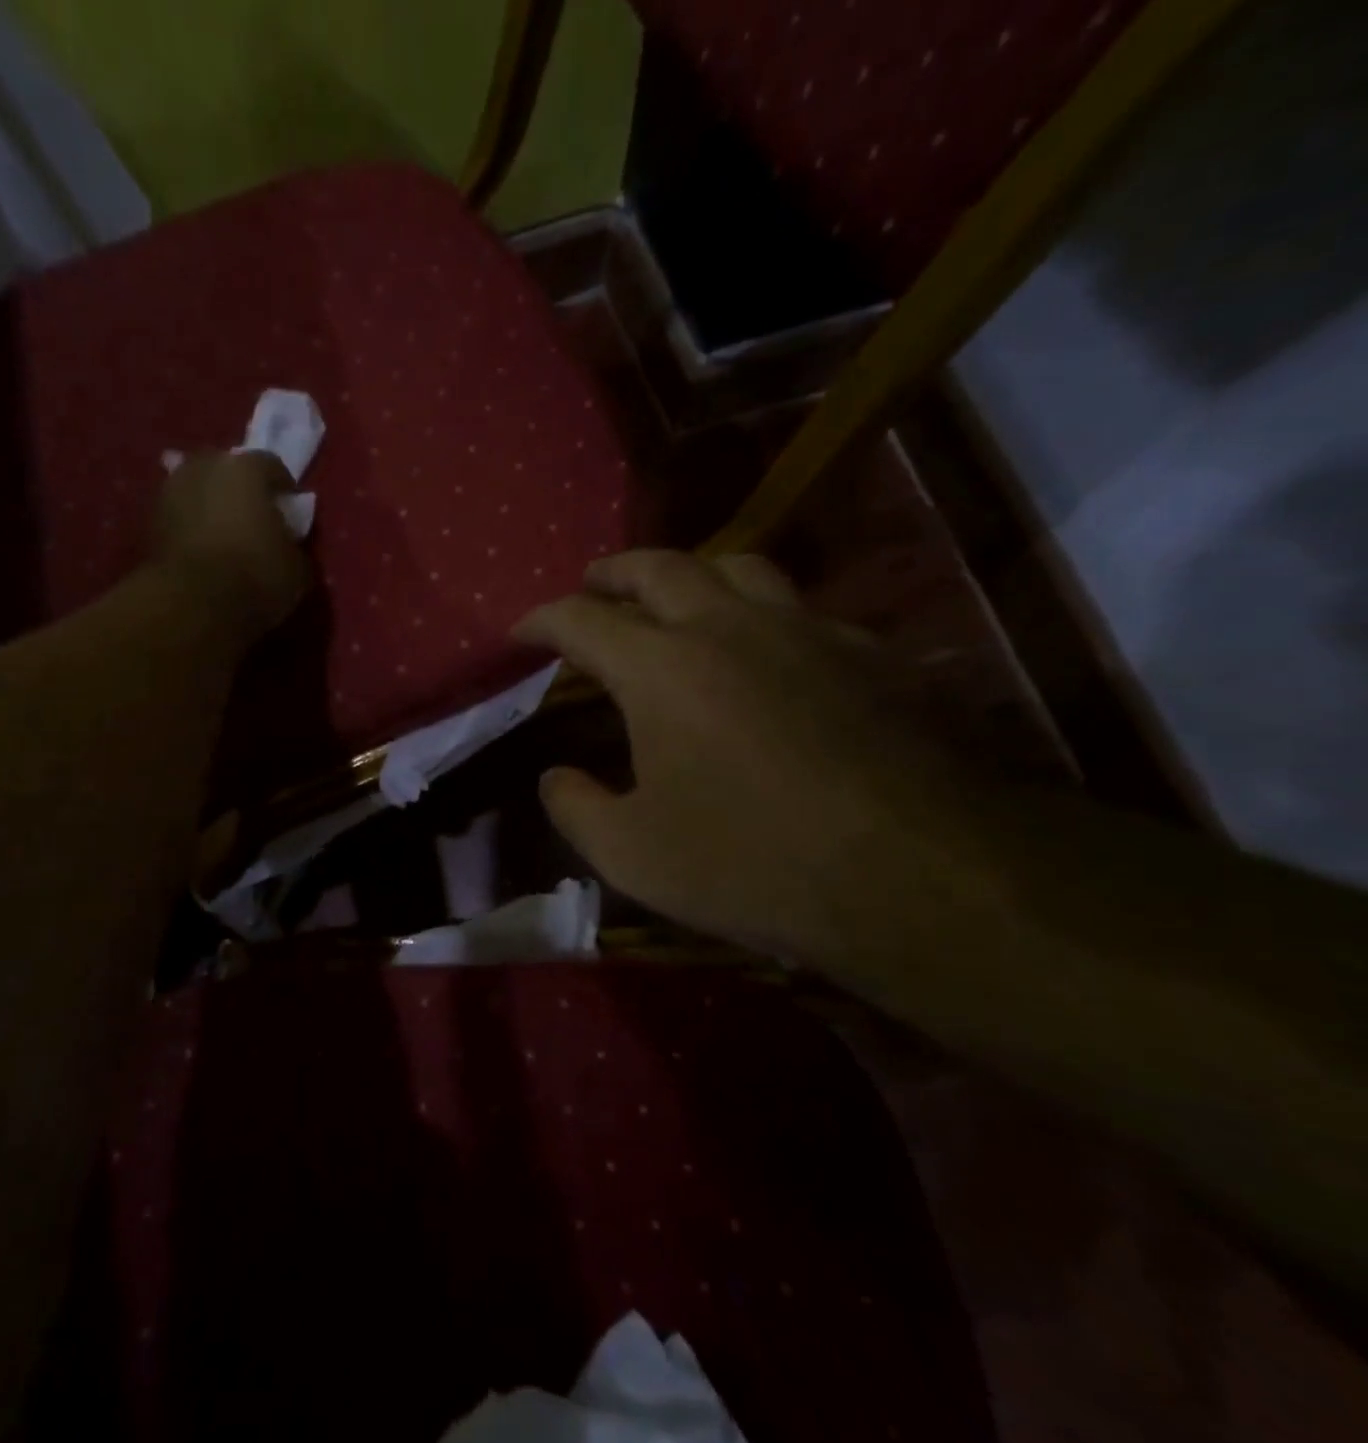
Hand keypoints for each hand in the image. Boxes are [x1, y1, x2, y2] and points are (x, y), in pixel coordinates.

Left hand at [153, 451, 310, 635]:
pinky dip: (193, 528)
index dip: (284, 491)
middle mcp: (204, 466)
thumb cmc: (256, 575)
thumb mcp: (297, 568)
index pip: (272, 466)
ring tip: (227, 538)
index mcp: (245, 468)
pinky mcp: (149, 520)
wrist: (193, 604)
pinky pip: (182, 516)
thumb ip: (293, 545)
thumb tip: (285, 545)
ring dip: (213, 507)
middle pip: (229, 471)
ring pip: (200, 491)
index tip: (290, 514)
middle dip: (242, 491)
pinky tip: (205, 552)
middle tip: (256, 521)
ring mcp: (171, 490)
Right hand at [516, 550, 977, 964]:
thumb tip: (554, 777)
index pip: (581, 620)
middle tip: (593, 585)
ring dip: (693, 574)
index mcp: (661, 668)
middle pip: (659, 567)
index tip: (521, 631)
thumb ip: (576, 808)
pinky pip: (803, 610)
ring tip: (677, 598)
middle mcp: (729, 628)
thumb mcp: (633, 855)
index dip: (541, 620)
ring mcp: (807, 631)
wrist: (922, 876)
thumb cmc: (753, 864)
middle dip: (614, 572)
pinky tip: (770, 653)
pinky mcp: (872, 654)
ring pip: (740, 567)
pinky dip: (764, 616)